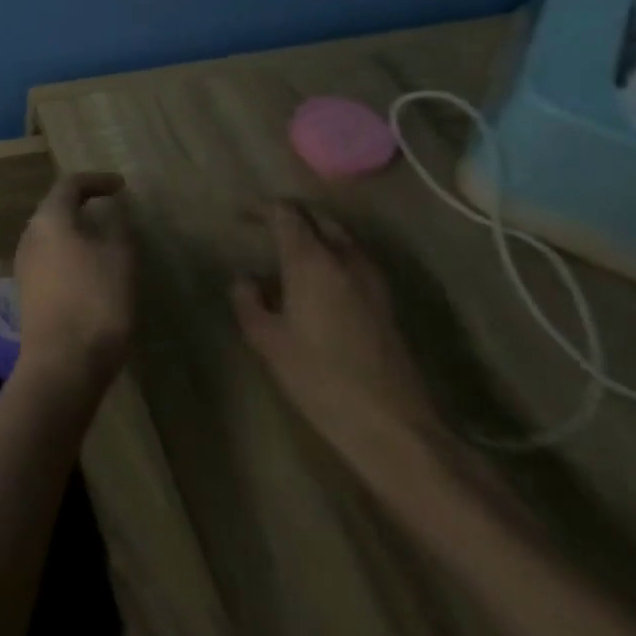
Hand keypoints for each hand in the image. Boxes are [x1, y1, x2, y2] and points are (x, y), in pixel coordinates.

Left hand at [13, 172, 132, 395]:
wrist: (62, 365)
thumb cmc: (95, 302)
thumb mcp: (120, 260)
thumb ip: (117, 228)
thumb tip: (112, 210)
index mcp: (49, 219)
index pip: (69, 185)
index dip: (96, 180)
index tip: (121, 186)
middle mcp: (30, 235)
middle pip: (56, 208)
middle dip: (83, 204)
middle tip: (112, 208)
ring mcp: (25, 264)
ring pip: (52, 235)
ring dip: (77, 231)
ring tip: (106, 239)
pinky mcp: (28, 291)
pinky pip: (51, 259)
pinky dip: (72, 254)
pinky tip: (92, 271)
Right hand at [231, 201, 446, 469]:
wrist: (395, 427)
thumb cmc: (320, 378)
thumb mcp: (266, 340)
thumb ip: (248, 300)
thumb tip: (245, 279)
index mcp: (311, 261)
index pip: (285, 213)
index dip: (260, 209)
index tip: (241, 218)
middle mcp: (345, 260)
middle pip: (318, 217)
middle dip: (291, 216)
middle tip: (265, 228)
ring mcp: (373, 281)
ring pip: (341, 238)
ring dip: (315, 236)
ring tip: (289, 255)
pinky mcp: (388, 304)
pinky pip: (354, 262)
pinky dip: (332, 258)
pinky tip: (317, 285)